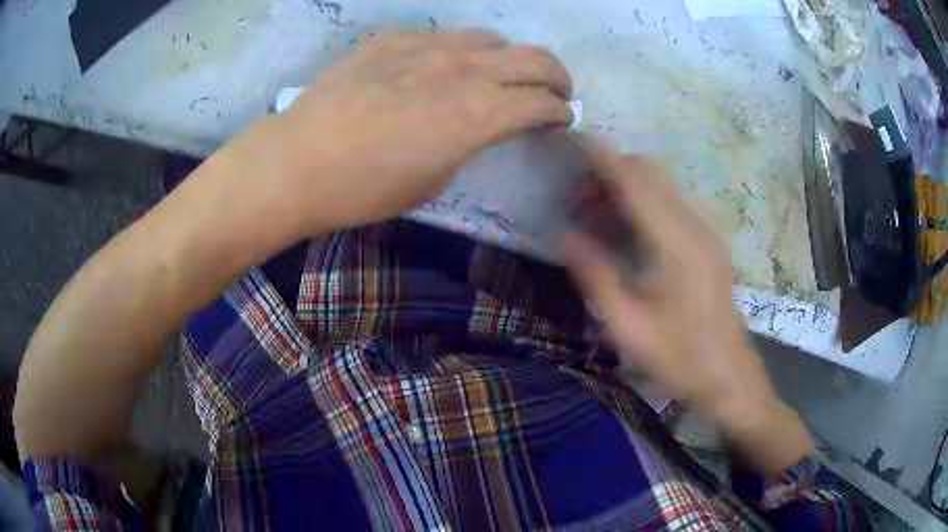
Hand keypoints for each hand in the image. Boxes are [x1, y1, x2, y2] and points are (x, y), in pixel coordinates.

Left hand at [258, 30, 572, 235]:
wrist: (296, 162)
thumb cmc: (364, 189)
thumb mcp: (433, 180)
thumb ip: (468, 143)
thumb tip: (480, 126)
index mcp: (477, 113)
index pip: (542, 101)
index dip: (560, 112)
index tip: (560, 119)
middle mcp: (461, 69)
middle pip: (534, 58)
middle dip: (556, 76)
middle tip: (554, 91)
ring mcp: (424, 46)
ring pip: (489, 39)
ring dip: (507, 58)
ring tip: (497, 75)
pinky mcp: (390, 39)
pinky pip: (440, 36)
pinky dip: (455, 51)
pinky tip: (437, 68)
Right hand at [564, 145, 813, 474]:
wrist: (729, 377)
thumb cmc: (679, 359)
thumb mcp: (628, 327)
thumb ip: (597, 276)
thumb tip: (567, 236)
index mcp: (676, 245)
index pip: (636, 180)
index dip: (603, 158)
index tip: (574, 141)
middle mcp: (696, 227)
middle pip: (651, 173)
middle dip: (611, 171)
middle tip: (577, 198)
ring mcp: (707, 233)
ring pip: (662, 186)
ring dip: (627, 187)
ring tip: (596, 215)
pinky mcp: (710, 244)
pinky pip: (673, 204)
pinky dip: (644, 201)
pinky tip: (628, 230)